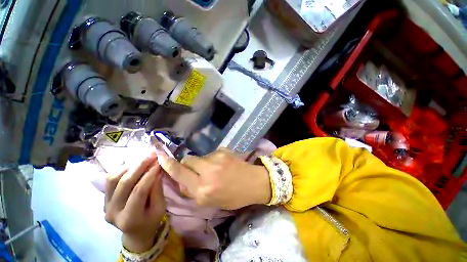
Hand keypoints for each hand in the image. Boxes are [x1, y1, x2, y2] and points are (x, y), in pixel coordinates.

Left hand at [104, 154, 165, 252]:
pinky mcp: (103, 199)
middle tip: (152, 154)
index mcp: (130, 218)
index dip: (150, 175)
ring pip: (113, 178)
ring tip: (144, 158)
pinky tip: (134, 164)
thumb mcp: (160, 208)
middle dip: (140, 165)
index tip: (159, 162)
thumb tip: (157, 170)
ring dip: (130, 165)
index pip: (139, 191)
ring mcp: (105, 205)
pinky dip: (123, 169)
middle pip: (124, 183)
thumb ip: (157, 189)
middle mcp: (112, 212)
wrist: (135, 233)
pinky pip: (110, 180)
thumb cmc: (151, 221)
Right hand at [154, 145, 271, 209]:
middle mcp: (207, 173)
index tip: (160, 157)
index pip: (179, 174)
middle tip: (195, 170)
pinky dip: (212, 159)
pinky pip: (210, 154)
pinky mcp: (223, 151)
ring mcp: (216, 159)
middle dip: (187, 165)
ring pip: (199, 157)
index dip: (168, 165)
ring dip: (201, 163)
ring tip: (213, 169)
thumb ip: (192, 191)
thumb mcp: (211, 202)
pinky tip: (222, 164)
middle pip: (187, 160)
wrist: (253, 182)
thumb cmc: (233, 196)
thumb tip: (181, 180)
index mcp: (203, 190)